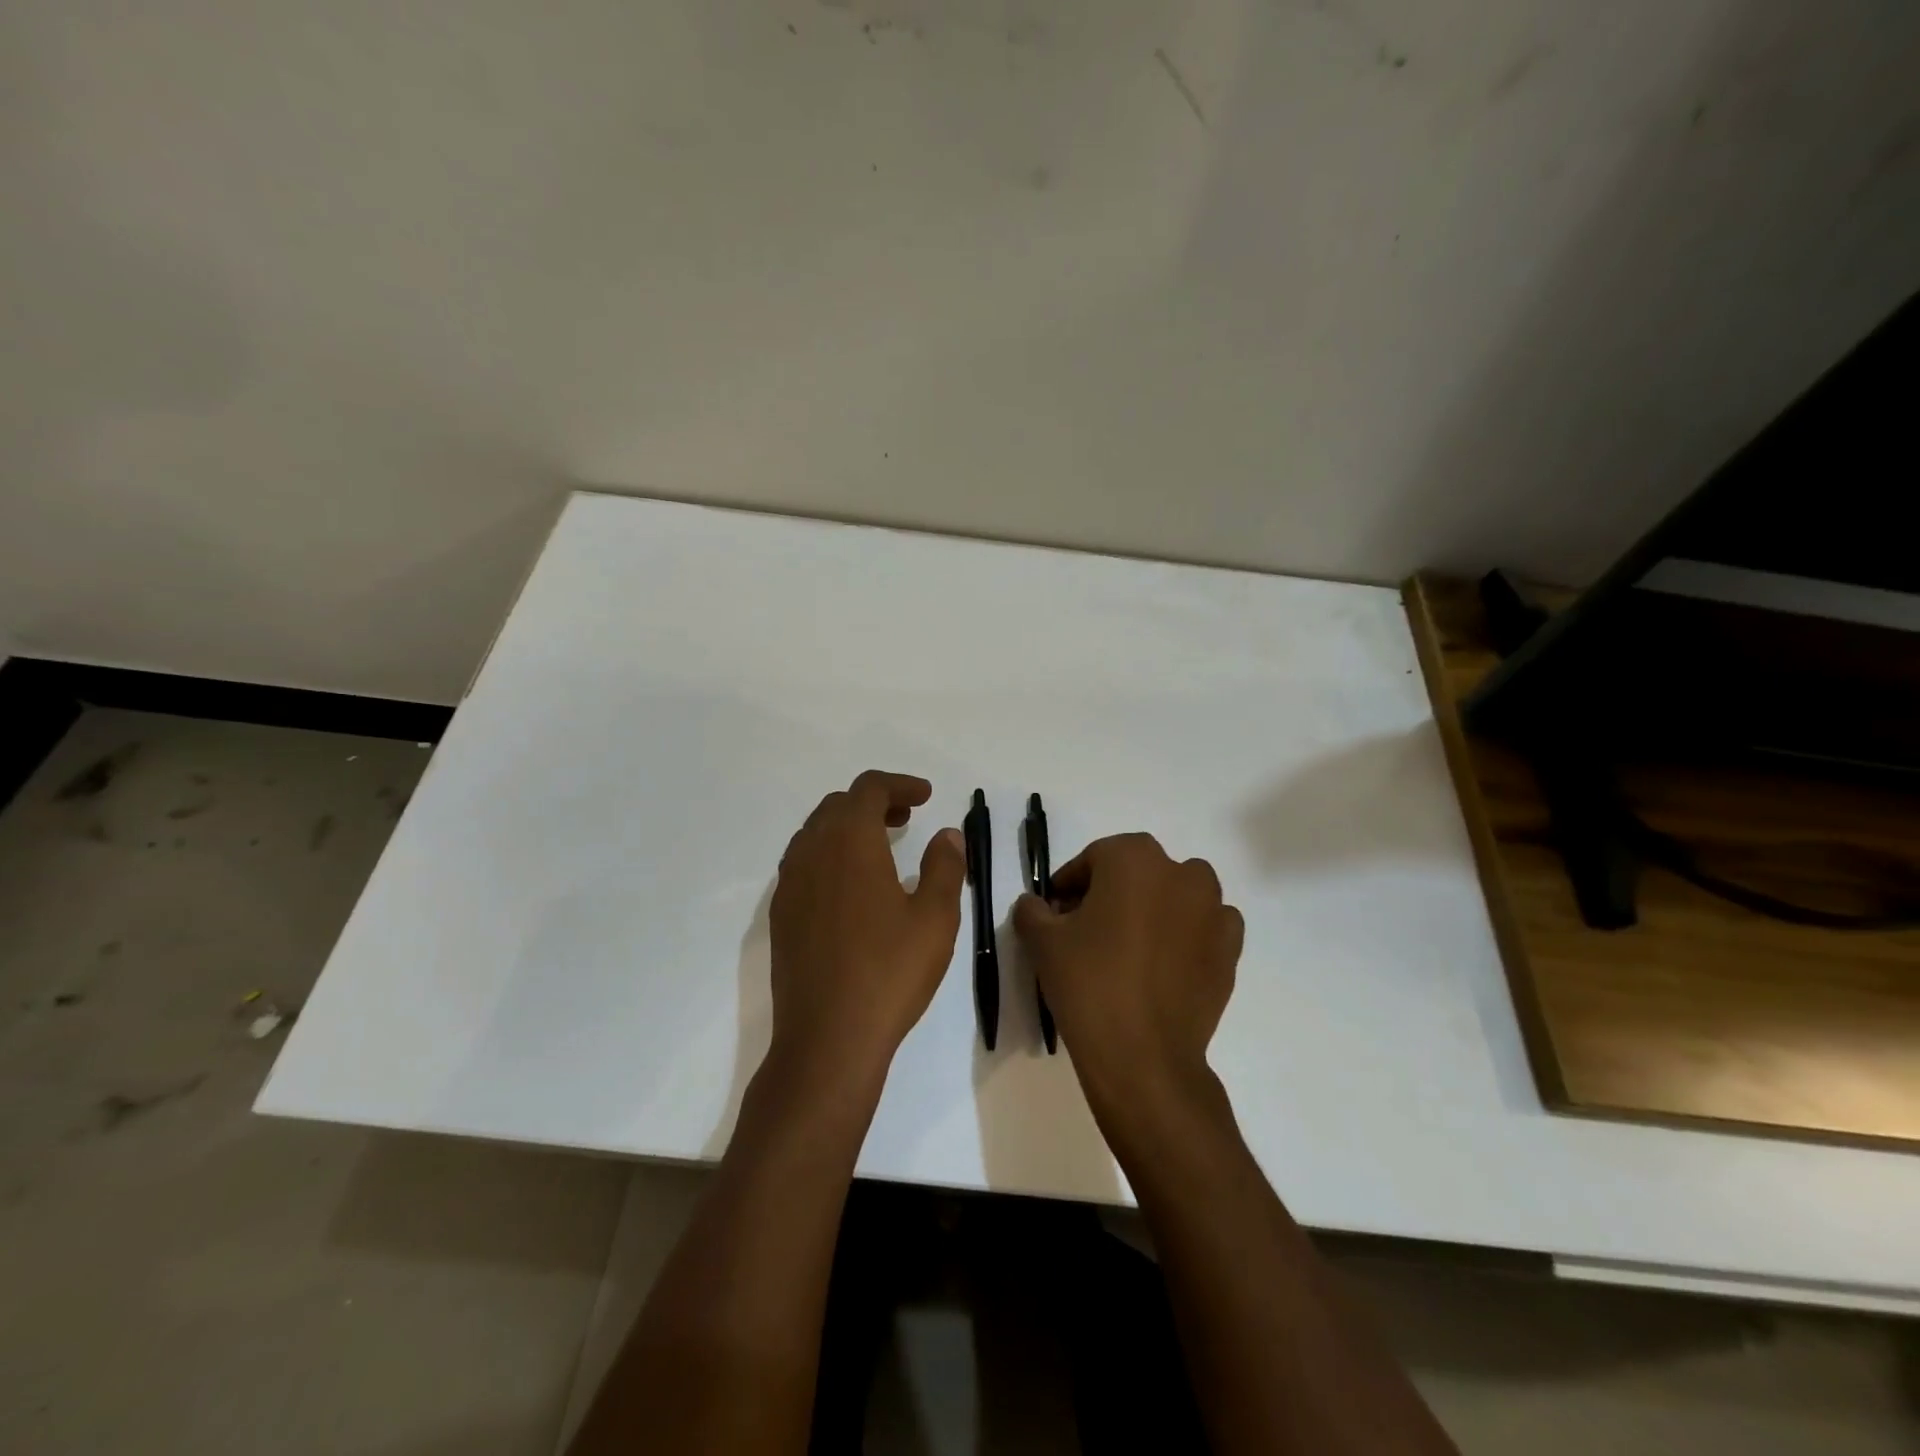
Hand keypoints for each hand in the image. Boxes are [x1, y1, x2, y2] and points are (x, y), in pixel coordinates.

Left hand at [767, 771, 966, 1096]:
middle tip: (907, 817)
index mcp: (849, 842)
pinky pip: (803, 862)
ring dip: (849, 827)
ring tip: (881, 846)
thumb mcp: (934, 918)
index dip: (900, 784)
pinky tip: (853, 886)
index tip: (926, 796)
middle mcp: (812, 852)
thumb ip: (944, 867)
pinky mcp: (781, 914)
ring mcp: (790, 884)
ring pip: (816, 832)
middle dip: (874, 802)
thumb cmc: (889, 972)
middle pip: (839, 805)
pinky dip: (830, 854)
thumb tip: (947, 835)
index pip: (869, 789)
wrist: (827, 1037)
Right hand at [1013, 834, 1242, 1133]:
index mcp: (1133, 858)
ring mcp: (1212, 910)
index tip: (1056, 913)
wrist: (1143, 1056)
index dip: (1071, 884)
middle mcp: (1180, 872)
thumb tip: (1035, 905)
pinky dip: (1188, 934)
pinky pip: (1206, 926)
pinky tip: (1165, 963)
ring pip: (1178, 893)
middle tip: (1088, 929)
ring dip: (1156, 907)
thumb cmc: (1089, 984)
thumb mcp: (1043, 942)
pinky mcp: (1230, 949)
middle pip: (1138, 871)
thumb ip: (1033, 910)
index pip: (1094, 859)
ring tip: (1131, 946)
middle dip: (1112, 892)